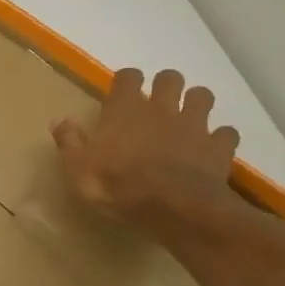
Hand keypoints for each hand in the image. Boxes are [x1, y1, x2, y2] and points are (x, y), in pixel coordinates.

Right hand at [52, 69, 240, 225]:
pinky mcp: (218, 147)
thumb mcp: (78, 168)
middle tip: (158, 103)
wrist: (173, 207)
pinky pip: (226, 134)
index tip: (123, 92)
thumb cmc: (118, 185)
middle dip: (166, 85)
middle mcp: (161, 109)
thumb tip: (58, 120)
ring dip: (196, 103)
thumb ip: (69, 141)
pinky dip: (220, 138)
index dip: (127, 81)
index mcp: (125, 109)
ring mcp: (194, 125)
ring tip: (188, 119)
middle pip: (170, 79)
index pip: (128, 77)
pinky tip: (211, 149)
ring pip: (202, 97)